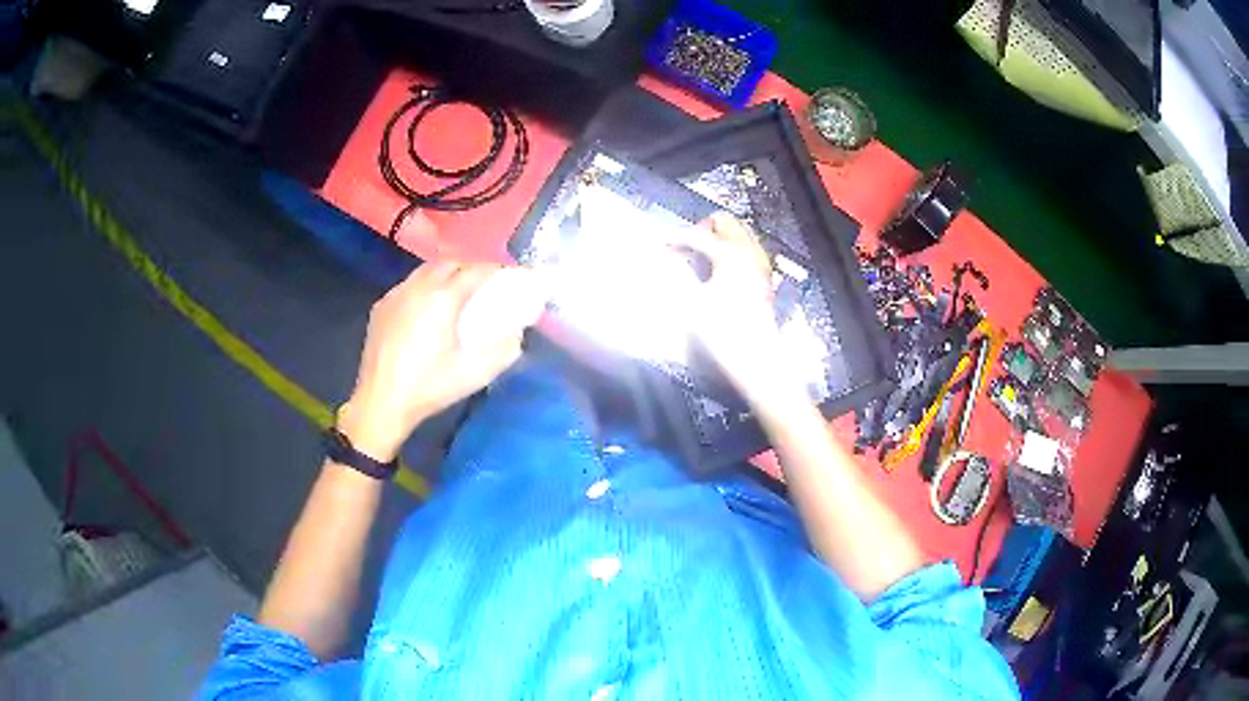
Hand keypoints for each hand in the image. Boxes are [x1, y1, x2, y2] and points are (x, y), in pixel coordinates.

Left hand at [337, 262, 544, 461]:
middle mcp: (417, 288)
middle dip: (469, 267)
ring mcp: (395, 295)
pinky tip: (426, 308)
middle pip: (449, 263)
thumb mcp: (473, 375)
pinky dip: (423, 286)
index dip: (494, 269)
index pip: (474, 271)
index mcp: (442, 299)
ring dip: (444, 274)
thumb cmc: (428, 388)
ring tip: (456, 291)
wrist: (380, 402)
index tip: (507, 275)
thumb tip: (517, 336)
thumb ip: (503, 352)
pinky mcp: (381, 307)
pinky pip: (407, 285)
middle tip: (483, 284)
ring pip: (424, 271)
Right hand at [680, 213, 806, 414]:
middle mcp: (749, 251)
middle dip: (701, 229)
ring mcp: (759, 264)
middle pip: (724, 222)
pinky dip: (728, 253)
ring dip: (716, 240)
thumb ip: (678, 273)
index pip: (696, 235)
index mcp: (731, 253)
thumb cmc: (722, 332)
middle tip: (683, 249)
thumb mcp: (692, 302)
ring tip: (697, 261)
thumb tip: (665, 258)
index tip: (656, 243)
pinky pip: (745, 251)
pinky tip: (714, 273)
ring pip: (737, 235)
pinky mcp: (763, 279)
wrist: (756, 360)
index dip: (673, 238)